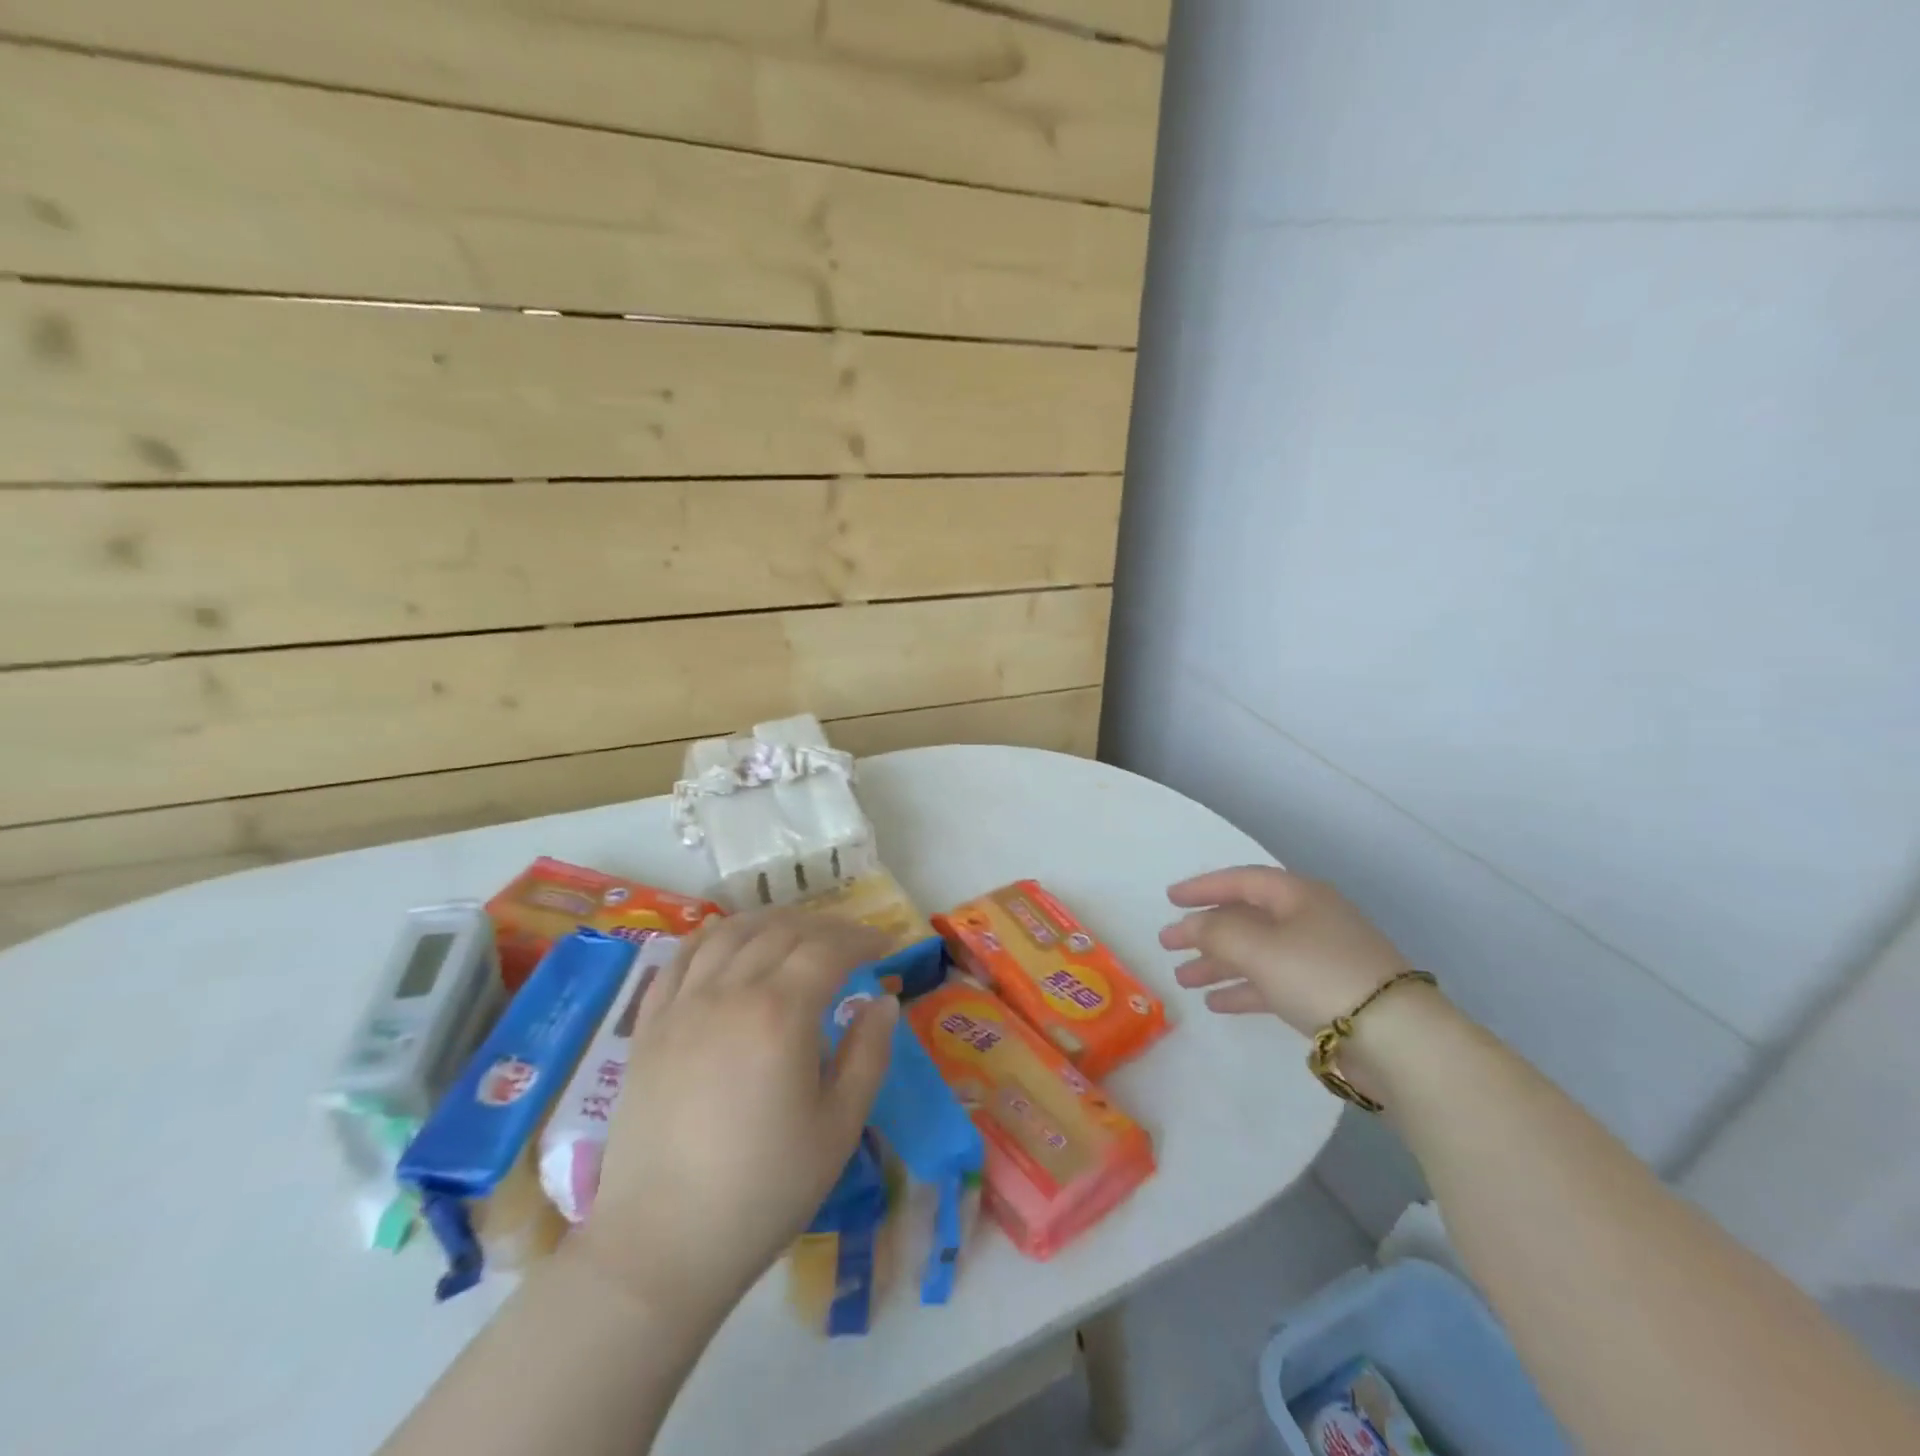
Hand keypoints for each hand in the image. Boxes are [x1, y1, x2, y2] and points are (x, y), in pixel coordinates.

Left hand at [575, 908, 895, 1325]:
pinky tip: (730, 943)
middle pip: (783, 931)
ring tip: (797, 933)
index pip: (829, 949)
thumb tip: (882, 1001)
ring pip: (731, 932)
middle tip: (852, 941)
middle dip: (826, 927)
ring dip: (772, 922)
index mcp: (779, 1013)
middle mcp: (729, 991)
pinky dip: (714, 936)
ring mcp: (682, 1004)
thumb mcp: (839, 1127)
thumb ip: (868, 1054)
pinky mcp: (650, 1025)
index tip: (887, 943)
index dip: (863, 937)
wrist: (662, 1244)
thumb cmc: (763, 1190)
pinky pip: (682, 957)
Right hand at [1160, 866, 1412, 1035]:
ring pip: (1257, 953)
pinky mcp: (1326, 995)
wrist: (1397, 1039)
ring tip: (1182, 979)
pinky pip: (1273, 983)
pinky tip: (1216, 1003)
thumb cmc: (1319, 975)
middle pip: (1246, 918)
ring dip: (1218, 964)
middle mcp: (1309, 920)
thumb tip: (1191, 926)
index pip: (1241, 880)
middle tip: (1168, 944)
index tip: (1169, 899)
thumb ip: (1215, 931)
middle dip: (1205, 932)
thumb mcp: (1257, 947)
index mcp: (1298, 895)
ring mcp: (1320, 958)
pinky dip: (1244, 989)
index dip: (1202, 888)